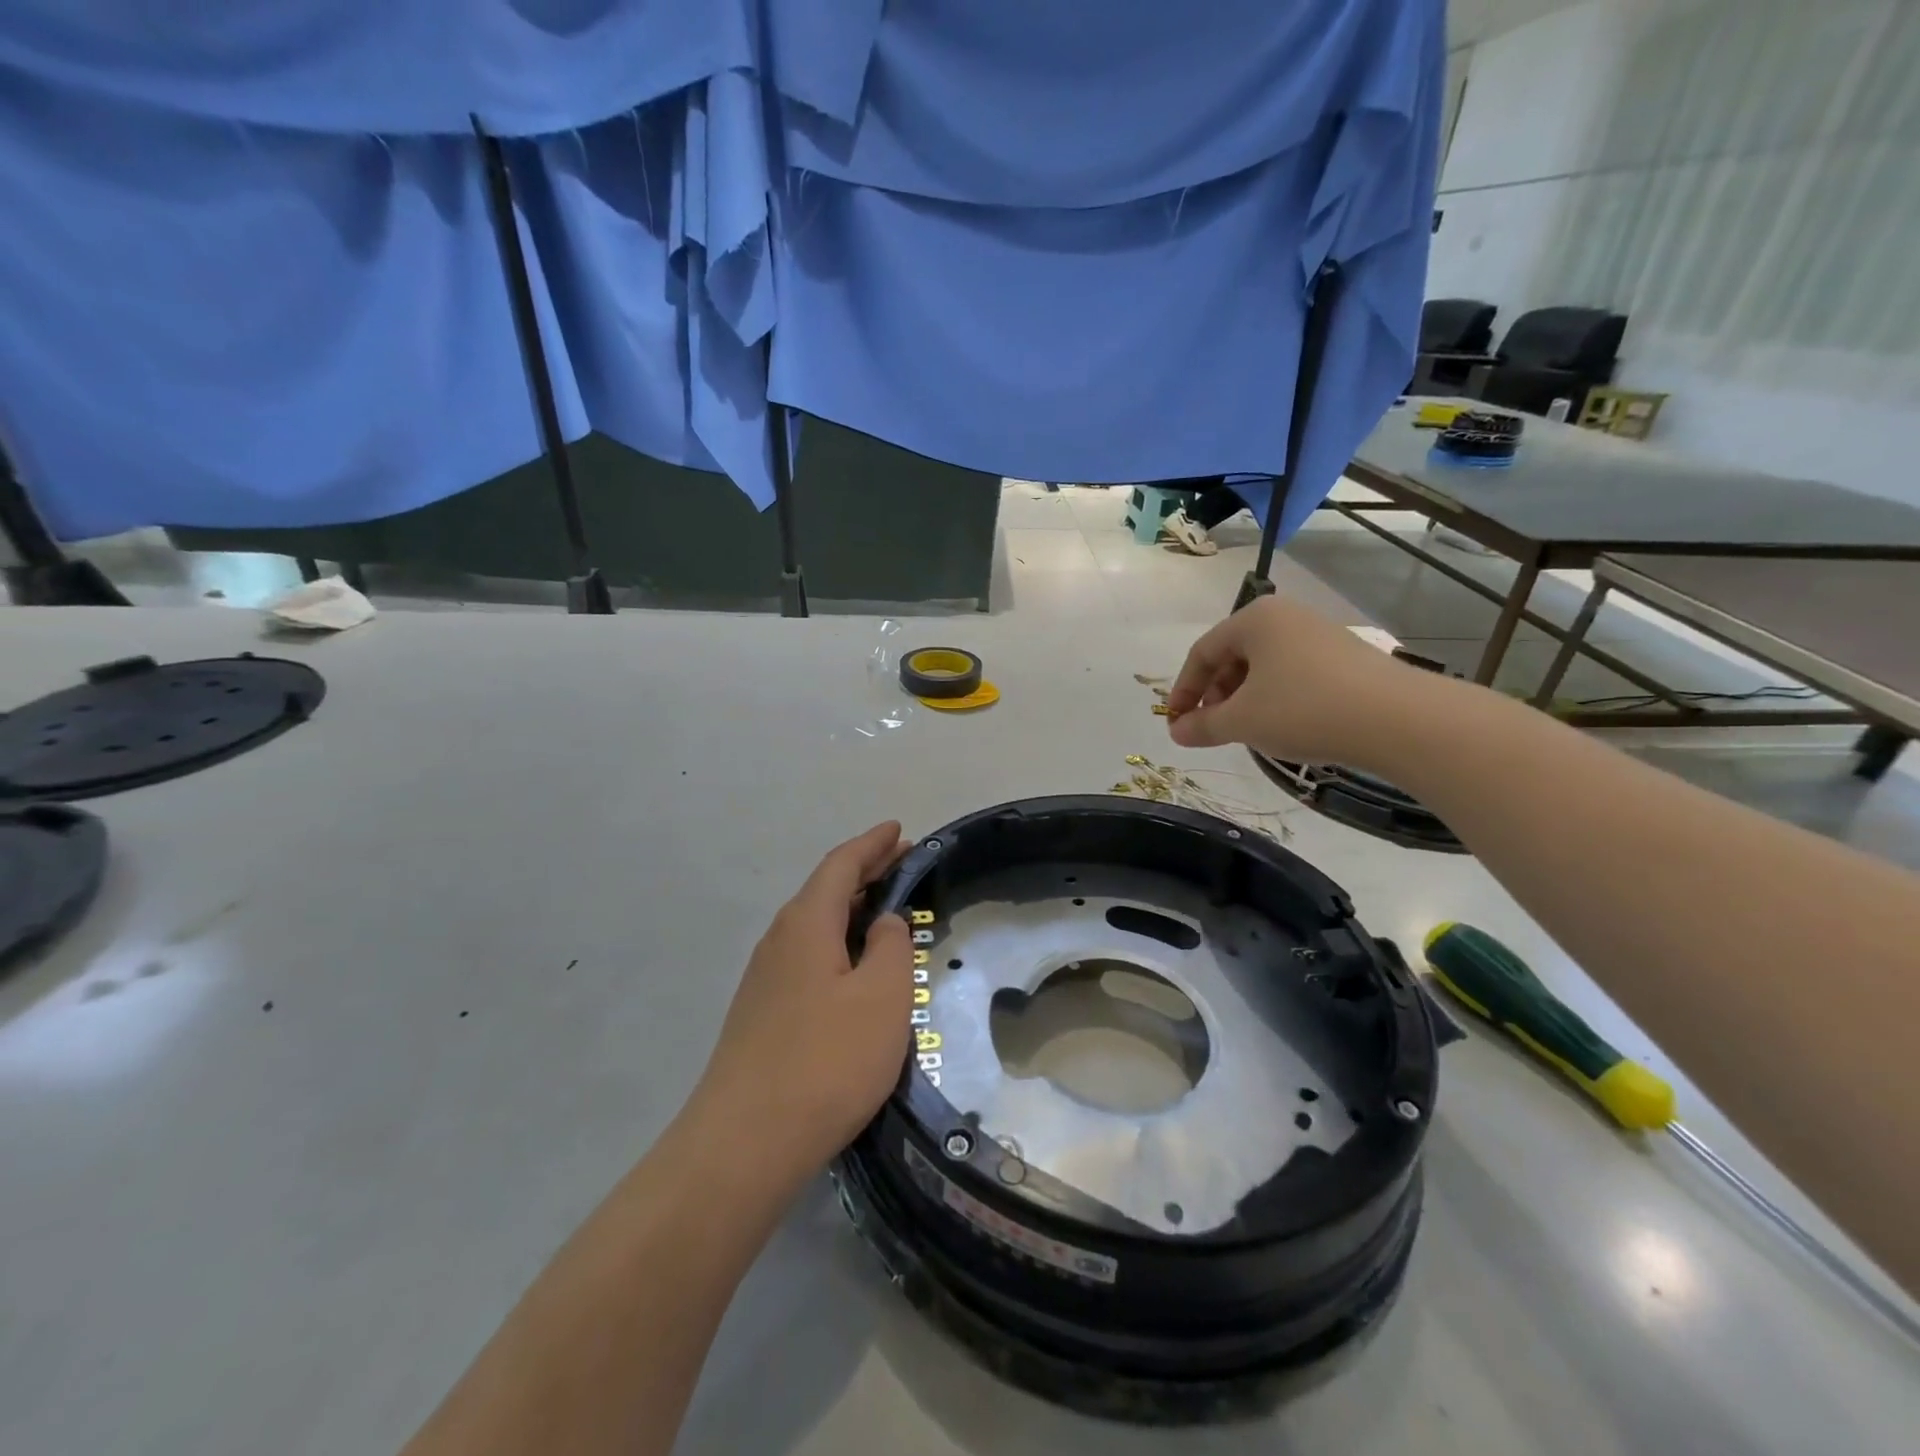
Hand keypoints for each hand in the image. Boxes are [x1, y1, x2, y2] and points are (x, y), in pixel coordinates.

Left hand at [693, 822, 913, 1185]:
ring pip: (814, 924)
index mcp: (807, 923)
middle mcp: (779, 940)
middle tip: (901, 862)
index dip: (872, 844)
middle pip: (825, 890)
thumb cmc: (828, 1060)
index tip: (898, 829)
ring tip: (884, 908)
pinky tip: (852, 966)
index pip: (841, 865)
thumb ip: (892, 947)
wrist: (745, 1142)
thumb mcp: (883, 996)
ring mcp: (765, 978)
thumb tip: (884, 922)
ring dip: (851, 908)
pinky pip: (807, 955)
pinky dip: (837, 942)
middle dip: (865, 872)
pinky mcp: (762, 1013)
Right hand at [1166, 597, 1423, 765]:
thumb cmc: (1304, 710)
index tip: (1175, 723)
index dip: (1183, 691)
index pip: (1202, 652)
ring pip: (1263, 666)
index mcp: (1254, 619)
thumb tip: (1177, 732)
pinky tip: (1282, 726)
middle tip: (1209, 728)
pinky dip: (1274, 698)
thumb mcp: (1242, 721)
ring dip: (1243, 698)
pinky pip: (1292, 673)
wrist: (1398, 719)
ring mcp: (1318, 634)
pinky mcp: (1345, 657)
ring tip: (1244, 730)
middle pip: (1233, 656)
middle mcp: (1286, 617)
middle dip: (1214, 694)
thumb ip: (1202, 725)